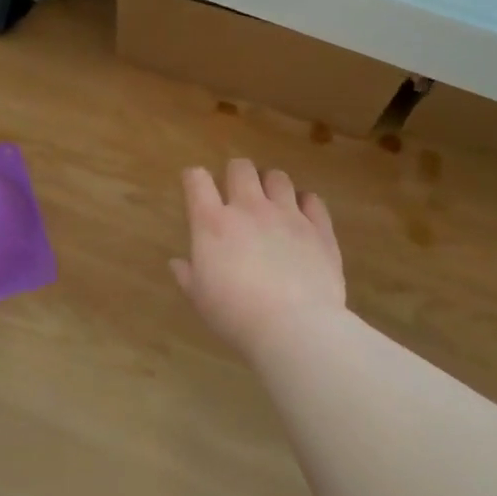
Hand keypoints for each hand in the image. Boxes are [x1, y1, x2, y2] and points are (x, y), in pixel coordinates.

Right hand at [172, 160, 345, 360]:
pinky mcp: (319, 228)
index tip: (194, 185)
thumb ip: (188, 275)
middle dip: (235, 174)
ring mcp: (288, 215)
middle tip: (236, 192)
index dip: (193, 178)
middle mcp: (250, 209)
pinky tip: (301, 216)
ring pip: (278, 178)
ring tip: (271, 202)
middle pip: (240, 168)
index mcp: (213, 223)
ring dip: (270, 185)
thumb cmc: (236, 315)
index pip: (197, 180)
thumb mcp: (200, 299)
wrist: (294, 327)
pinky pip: (312, 200)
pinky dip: (304, 203)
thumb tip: (177, 263)